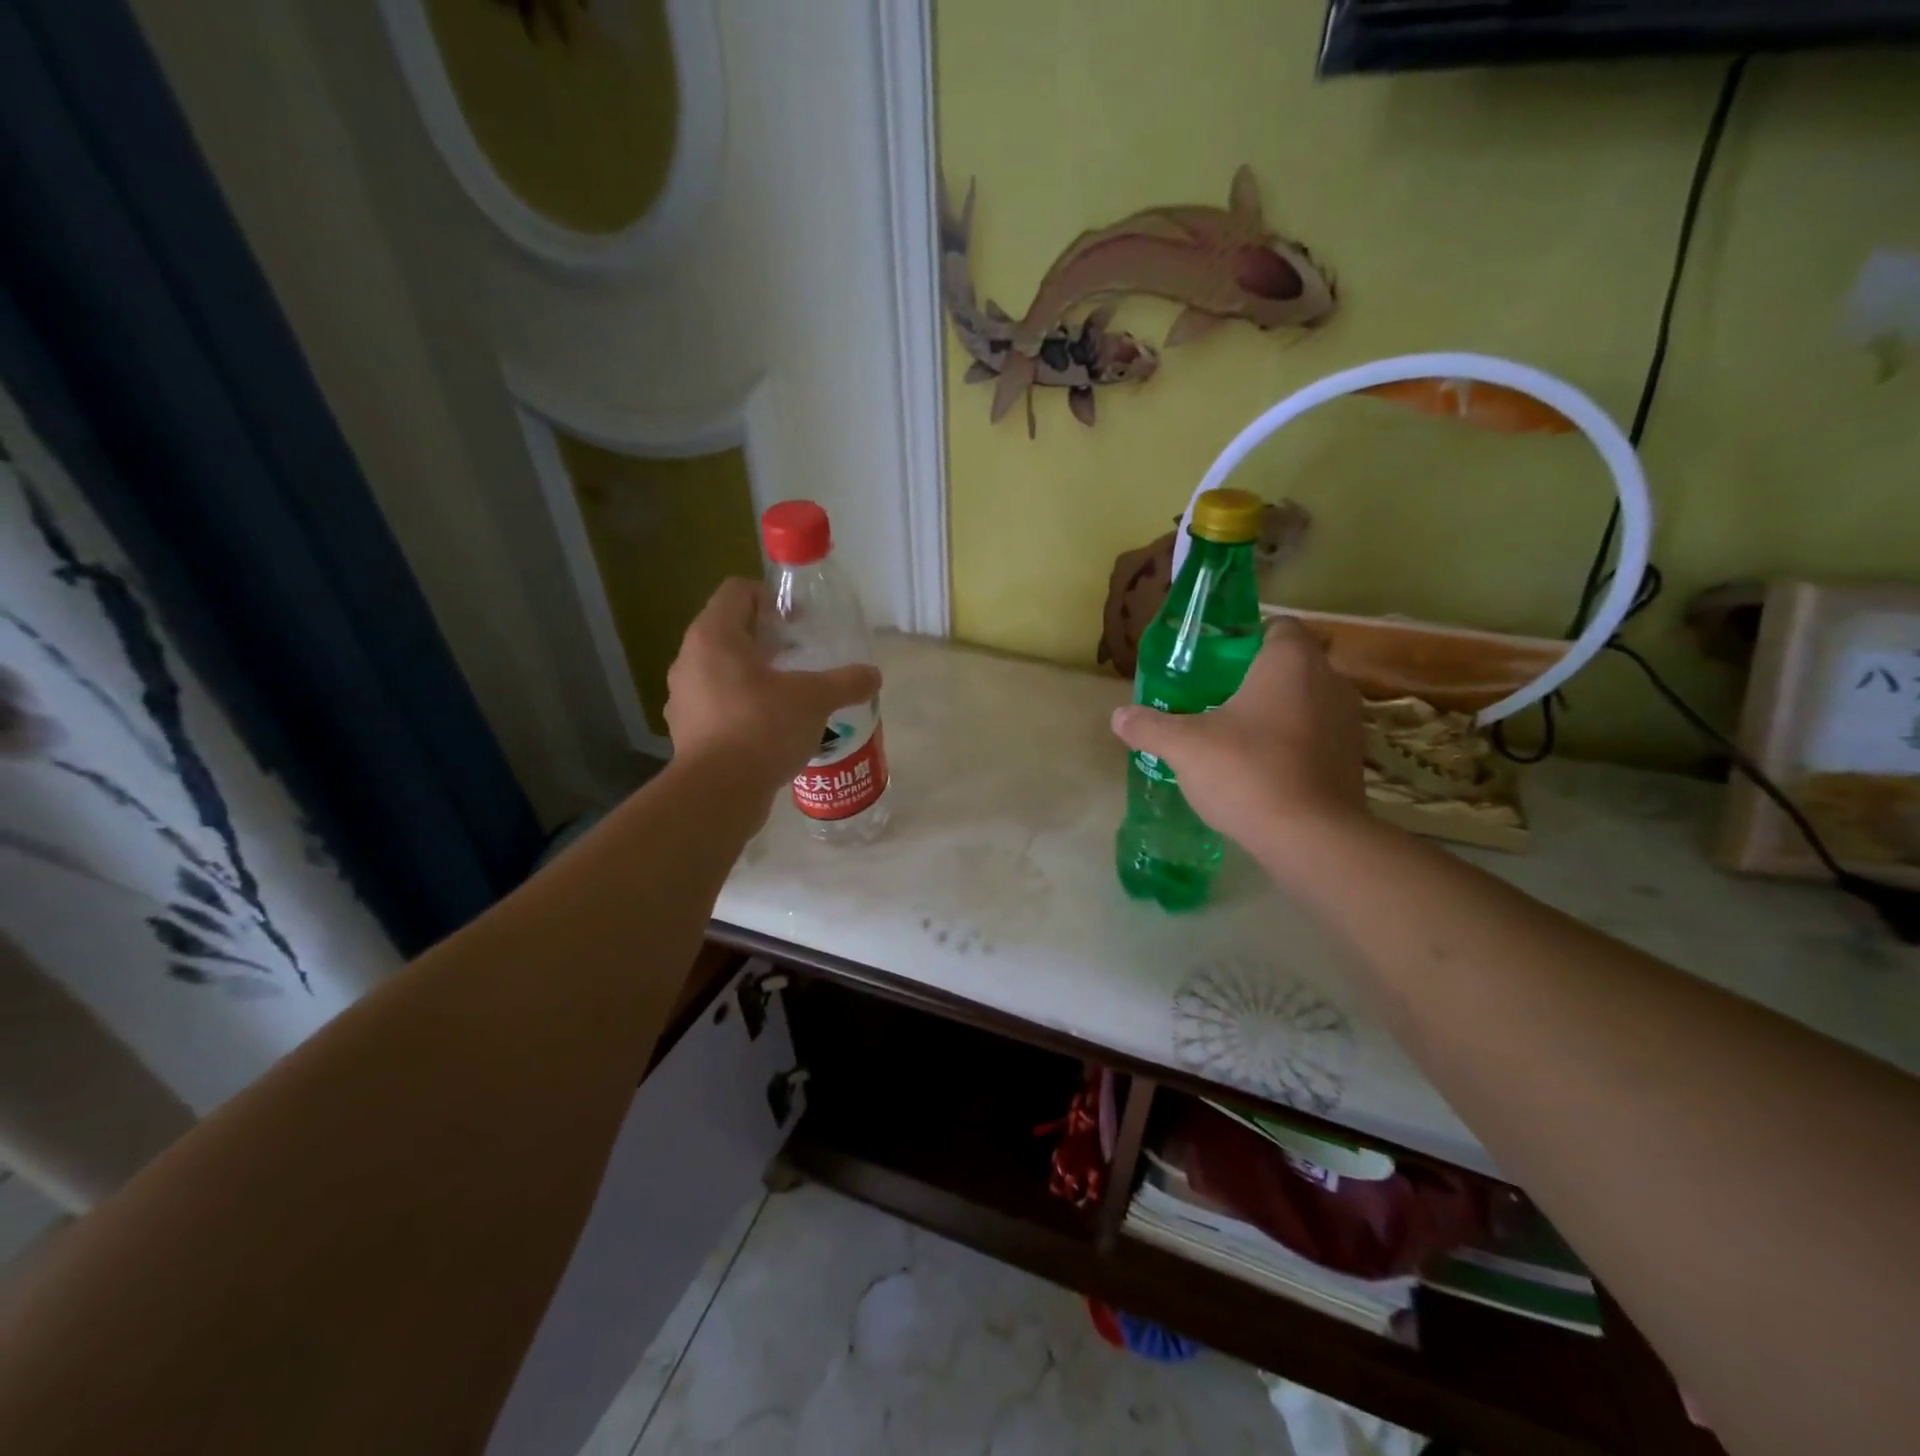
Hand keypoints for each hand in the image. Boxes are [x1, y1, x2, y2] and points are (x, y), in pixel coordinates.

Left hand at [664, 579, 880, 795]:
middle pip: (729, 632)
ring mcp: (683, 698)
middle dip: (767, 641)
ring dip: (754, 676)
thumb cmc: (762, 728)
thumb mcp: (814, 700)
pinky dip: (742, 707)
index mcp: (713, 637)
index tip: (798, 622)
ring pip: (721, 671)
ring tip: (789, 695)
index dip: (770, 598)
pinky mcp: (687, 731)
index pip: (736, 592)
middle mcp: (689, 660)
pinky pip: (716, 705)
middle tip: (801, 658)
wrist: (718, 794)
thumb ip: (846, 682)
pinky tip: (771, 729)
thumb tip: (873, 675)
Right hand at [1109, 617, 1367, 864]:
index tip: (1215, 661)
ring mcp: (1349, 722)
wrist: (1310, 837)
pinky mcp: (1354, 760)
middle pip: (1291, 665)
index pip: (1278, 626)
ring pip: (1307, 702)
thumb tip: (1117, 716)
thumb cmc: (1247, 771)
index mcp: (1290, 662)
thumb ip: (1150, 726)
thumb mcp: (1184, 746)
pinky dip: (1294, 744)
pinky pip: (1318, 737)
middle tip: (1216, 699)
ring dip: (1278, 712)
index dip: (1246, 638)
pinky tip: (1262, 768)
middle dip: (1256, 678)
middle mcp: (1330, 681)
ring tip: (1237, 735)